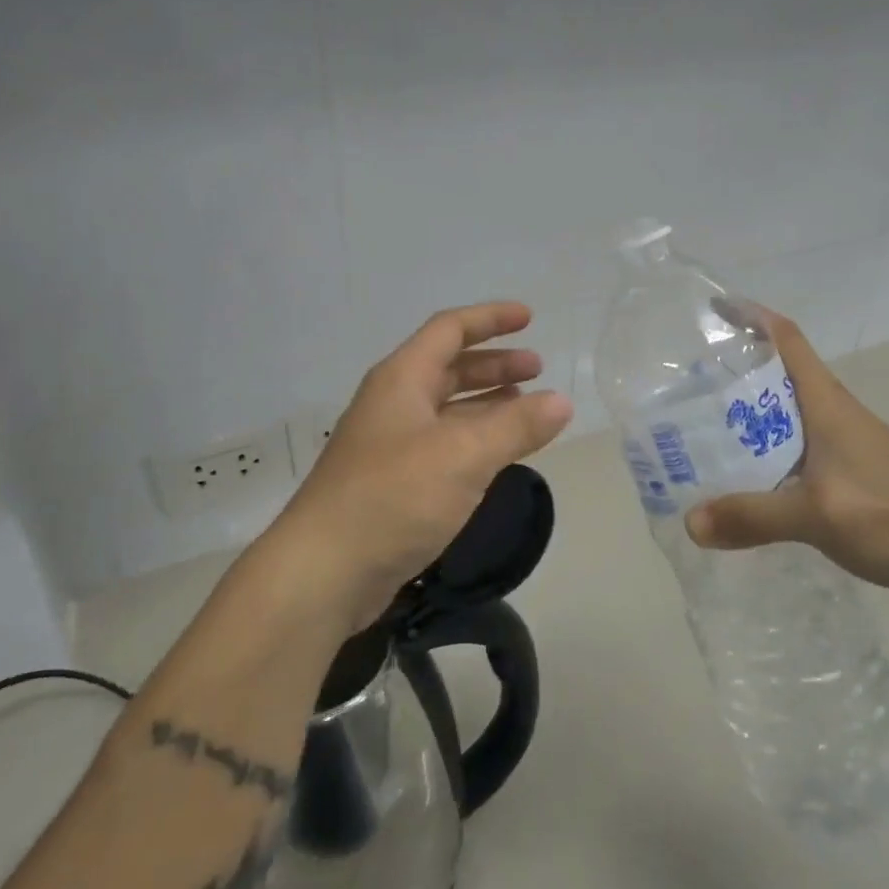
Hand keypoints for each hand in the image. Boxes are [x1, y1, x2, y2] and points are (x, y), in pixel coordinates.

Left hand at [260, 301, 572, 638]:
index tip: (529, 318)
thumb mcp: (464, 455)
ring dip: (487, 403)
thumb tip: (562, 401)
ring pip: (447, 409)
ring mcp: (391, 445)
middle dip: (494, 364)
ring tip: (527, 409)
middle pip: (449, 367)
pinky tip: (497, 455)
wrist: (325, 570)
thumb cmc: (394, 497)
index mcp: (402, 379)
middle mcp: (394, 404)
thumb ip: (516, 426)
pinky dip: (475, 440)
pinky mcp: (393, 483)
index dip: (490, 319)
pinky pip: (443, 445)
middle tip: (538, 370)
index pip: (449, 330)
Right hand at [684, 309, 888, 607]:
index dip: (752, 318)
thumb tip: (690, 523)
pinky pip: (795, 447)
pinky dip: (765, 450)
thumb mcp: (816, 516)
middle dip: (735, 371)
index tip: (715, 310)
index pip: (788, 340)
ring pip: (786, 414)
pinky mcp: (850, 472)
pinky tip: (745, 476)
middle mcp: (834, 414)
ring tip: (703, 427)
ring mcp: (845, 443)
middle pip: (780, 375)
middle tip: (688, 383)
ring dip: (748, 413)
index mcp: (827, 405)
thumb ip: (753, 517)